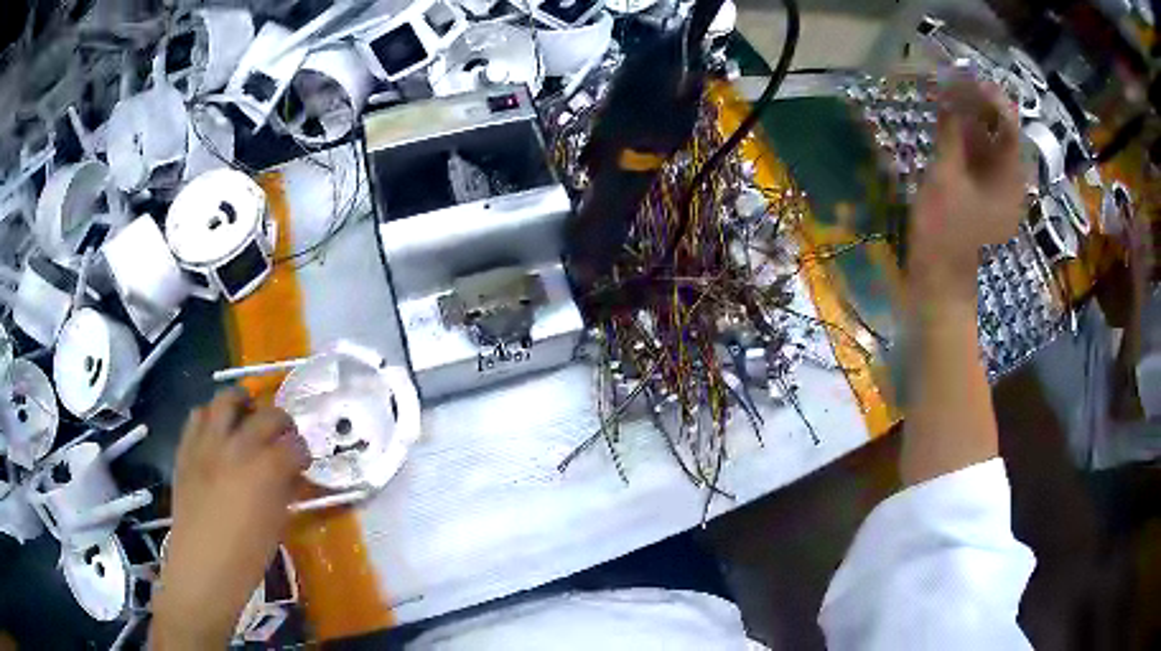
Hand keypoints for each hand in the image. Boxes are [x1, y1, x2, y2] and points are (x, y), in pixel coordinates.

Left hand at [151, 389, 309, 648]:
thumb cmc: (247, 557)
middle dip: (282, 422)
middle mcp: (237, 448)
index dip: (303, 451)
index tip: (303, 461)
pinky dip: (211, 417)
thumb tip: (291, 474)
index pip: (294, 445)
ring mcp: (207, 445)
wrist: (202, 567)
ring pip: (226, 400)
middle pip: (267, 416)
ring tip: (247, 416)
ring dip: (242, 404)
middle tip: (283, 436)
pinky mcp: (186, 449)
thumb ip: (284, 491)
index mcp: (265, 471)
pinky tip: (217, 433)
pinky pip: (197, 416)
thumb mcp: (276, 525)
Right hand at [909, 77, 1023, 301]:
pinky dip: (966, 139)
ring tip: (946, 95)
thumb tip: (946, 92)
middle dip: (978, 105)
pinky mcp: (984, 196)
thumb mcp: (946, 177)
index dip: (990, 98)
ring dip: (970, 119)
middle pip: (1001, 133)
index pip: (1009, 127)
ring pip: (989, 145)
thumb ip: (950, 132)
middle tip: (952, 81)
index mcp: (1010, 180)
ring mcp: (998, 190)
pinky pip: (980, 159)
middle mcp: (1010, 182)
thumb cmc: (945, 231)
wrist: (940, 279)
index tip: (966, 76)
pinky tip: (948, 124)